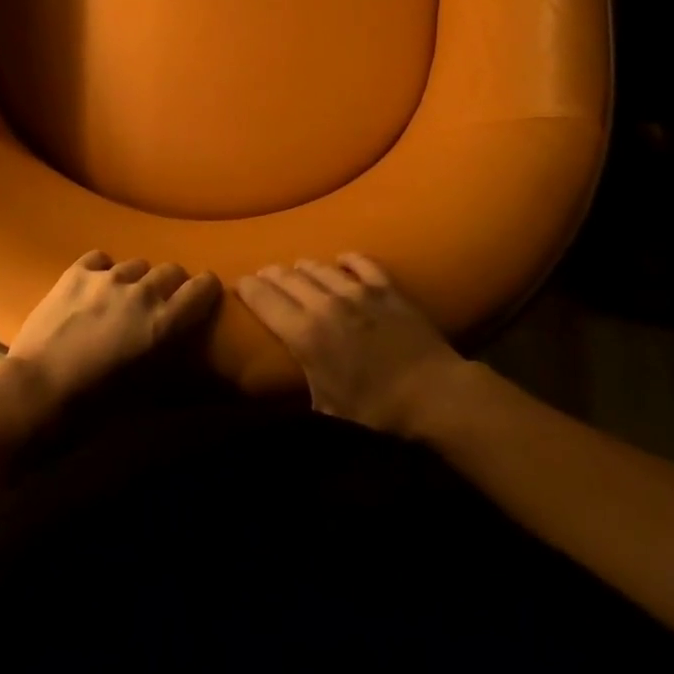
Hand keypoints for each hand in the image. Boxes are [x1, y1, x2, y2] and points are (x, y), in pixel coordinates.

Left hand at [1, 251, 221, 412]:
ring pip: (136, 264)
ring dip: (136, 279)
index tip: (203, 296)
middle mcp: (142, 292)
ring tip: (122, 297)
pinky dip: (103, 270)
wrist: (34, 393)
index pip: (203, 288)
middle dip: (171, 284)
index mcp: (164, 323)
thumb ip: (164, 356)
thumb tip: (175, 347)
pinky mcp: (76, 272)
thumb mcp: (144, 390)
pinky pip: (101, 259)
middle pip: (171, 270)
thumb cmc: (92, 407)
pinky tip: (94, 287)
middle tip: (159, 303)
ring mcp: (107, 278)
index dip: (206, 290)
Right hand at [235, 254, 467, 434]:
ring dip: (303, 266)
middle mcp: (325, 304)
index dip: (247, 288)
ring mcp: (358, 292)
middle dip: (271, 274)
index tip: (239, 284)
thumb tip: (286, 392)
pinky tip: (342, 260)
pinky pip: (361, 263)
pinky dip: (348, 260)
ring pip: (320, 267)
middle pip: (288, 277)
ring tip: (296, 268)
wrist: (433, 395)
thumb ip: (303, 390)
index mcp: (304, 334)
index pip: (264, 300)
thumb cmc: (376, 414)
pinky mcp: (386, 289)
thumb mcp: (327, 412)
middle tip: (263, 275)